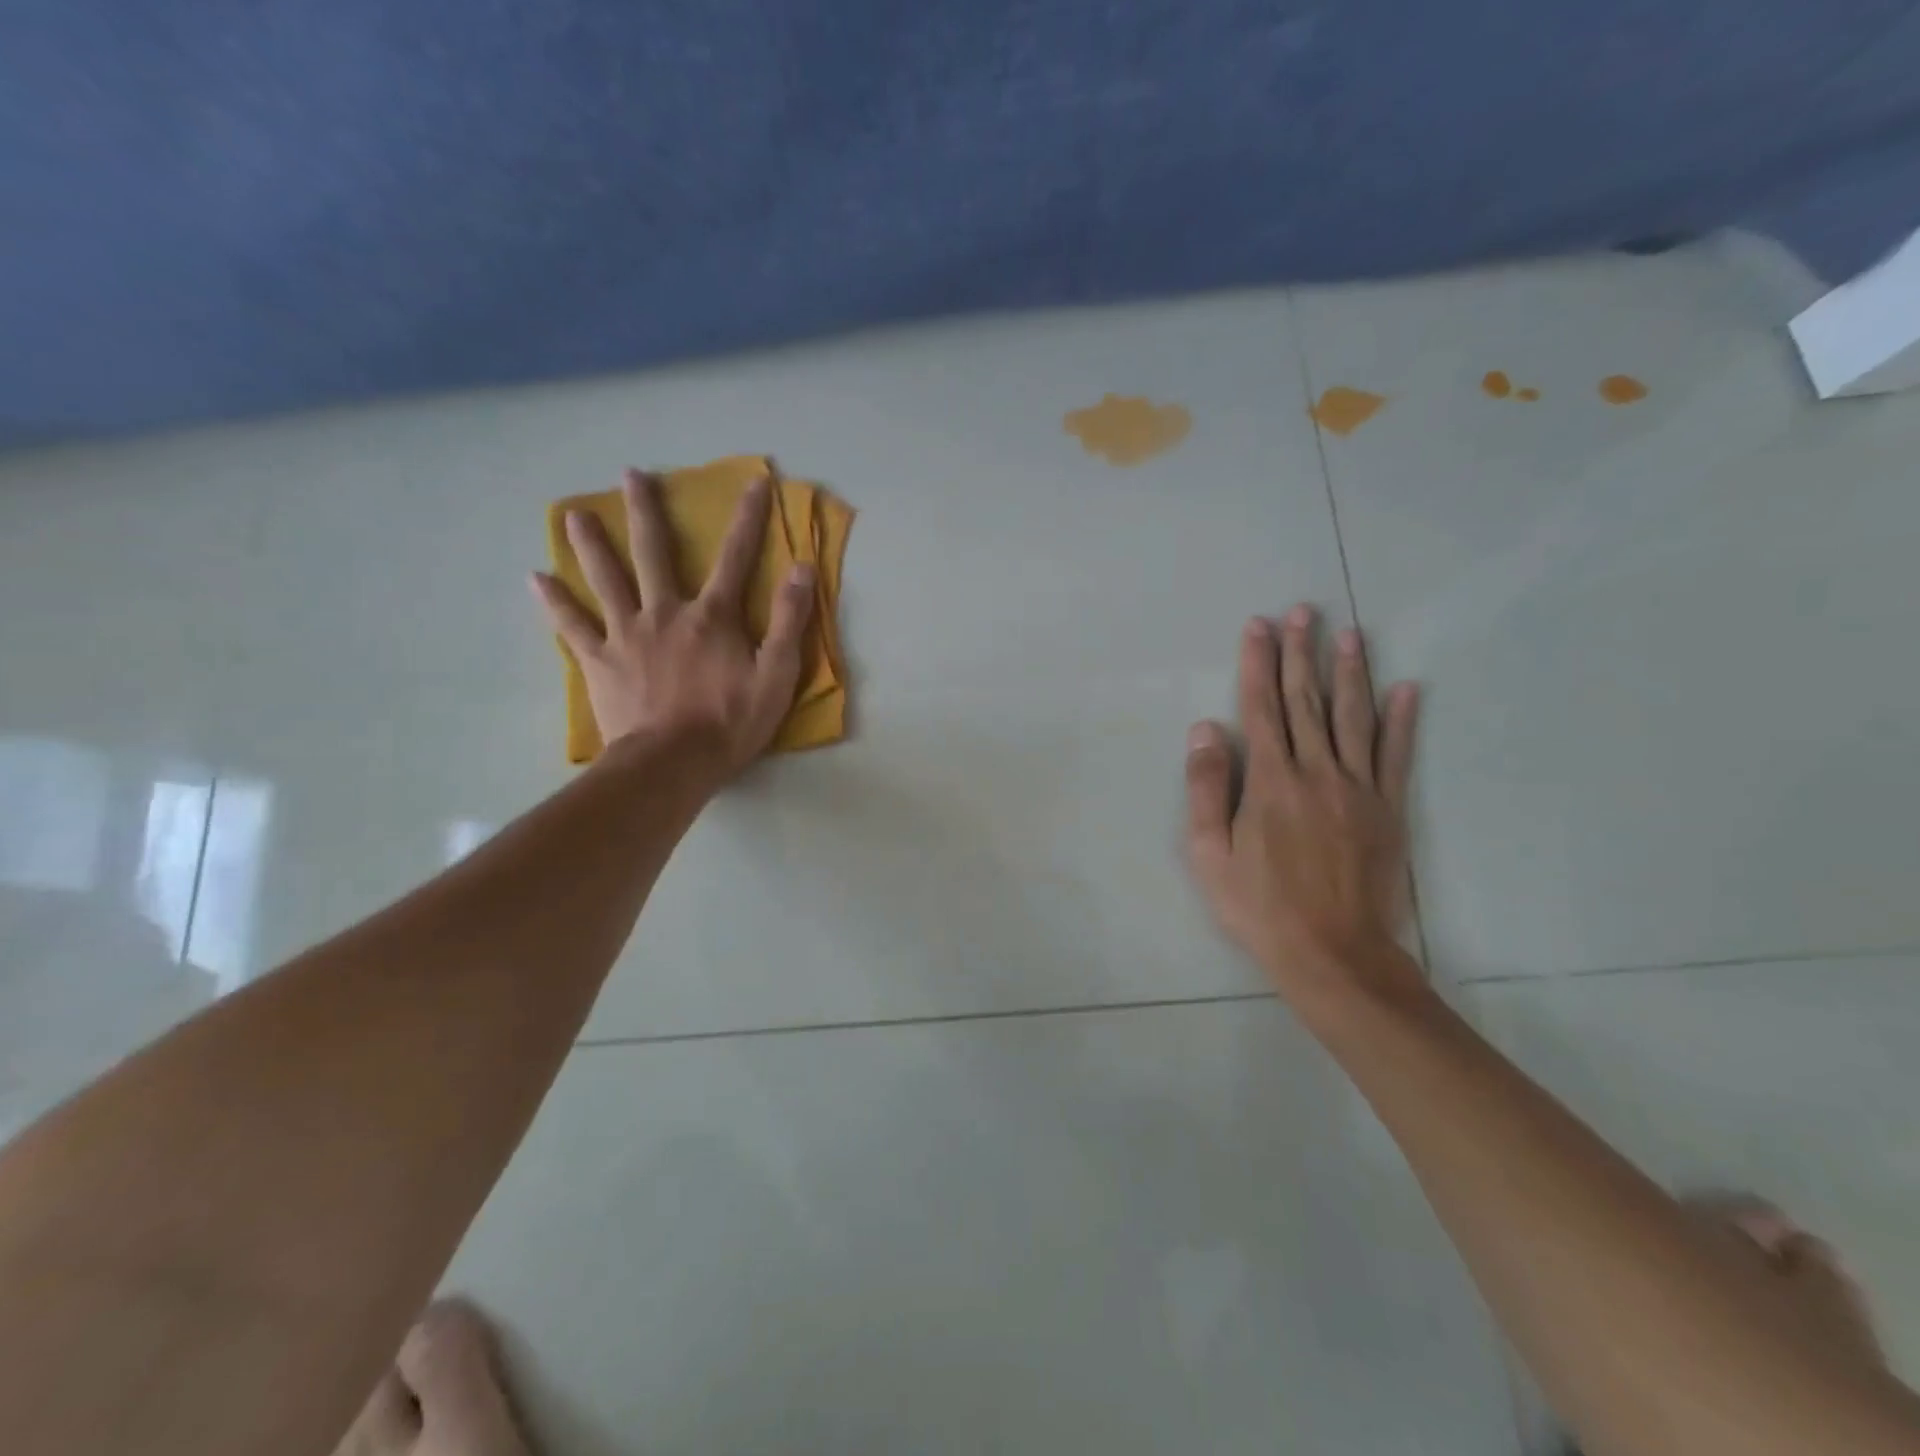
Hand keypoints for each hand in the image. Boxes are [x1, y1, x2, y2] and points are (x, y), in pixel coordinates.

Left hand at [530, 467, 813, 780]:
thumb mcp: (777, 674)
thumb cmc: (730, 722)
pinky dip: (554, 603)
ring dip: (590, 544)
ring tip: (573, 515)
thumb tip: (802, 568)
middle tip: (630, 475)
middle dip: (646, 512)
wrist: (672, 763)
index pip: (735, 556)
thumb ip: (788, 620)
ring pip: (606, 579)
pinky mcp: (599, 661)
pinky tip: (536, 580)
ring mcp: (627, 634)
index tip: (754, 480)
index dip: (748, 517)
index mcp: (712, 616)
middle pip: (654, 553)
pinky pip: (572, 626)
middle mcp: (666, 612)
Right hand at [1185, 605, 1422, 1012]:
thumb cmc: (1258, 906)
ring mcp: (1358, 789)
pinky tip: (1407, 689)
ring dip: (1350, 672)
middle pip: (1307, 701)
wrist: (1333, 953)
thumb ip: (1206, 788)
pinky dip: (1402, 720)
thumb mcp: (1208, 853)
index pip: (1261, 708)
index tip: (1258, 626)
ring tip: (1348, 634)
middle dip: (1301, 653)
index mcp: (1270, 781)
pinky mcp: (1388, 810)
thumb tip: (1205, 729)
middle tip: (1302, 612)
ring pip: (1353, 718)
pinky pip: (1396, 755)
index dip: (1258, 663)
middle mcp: (1316, 772)